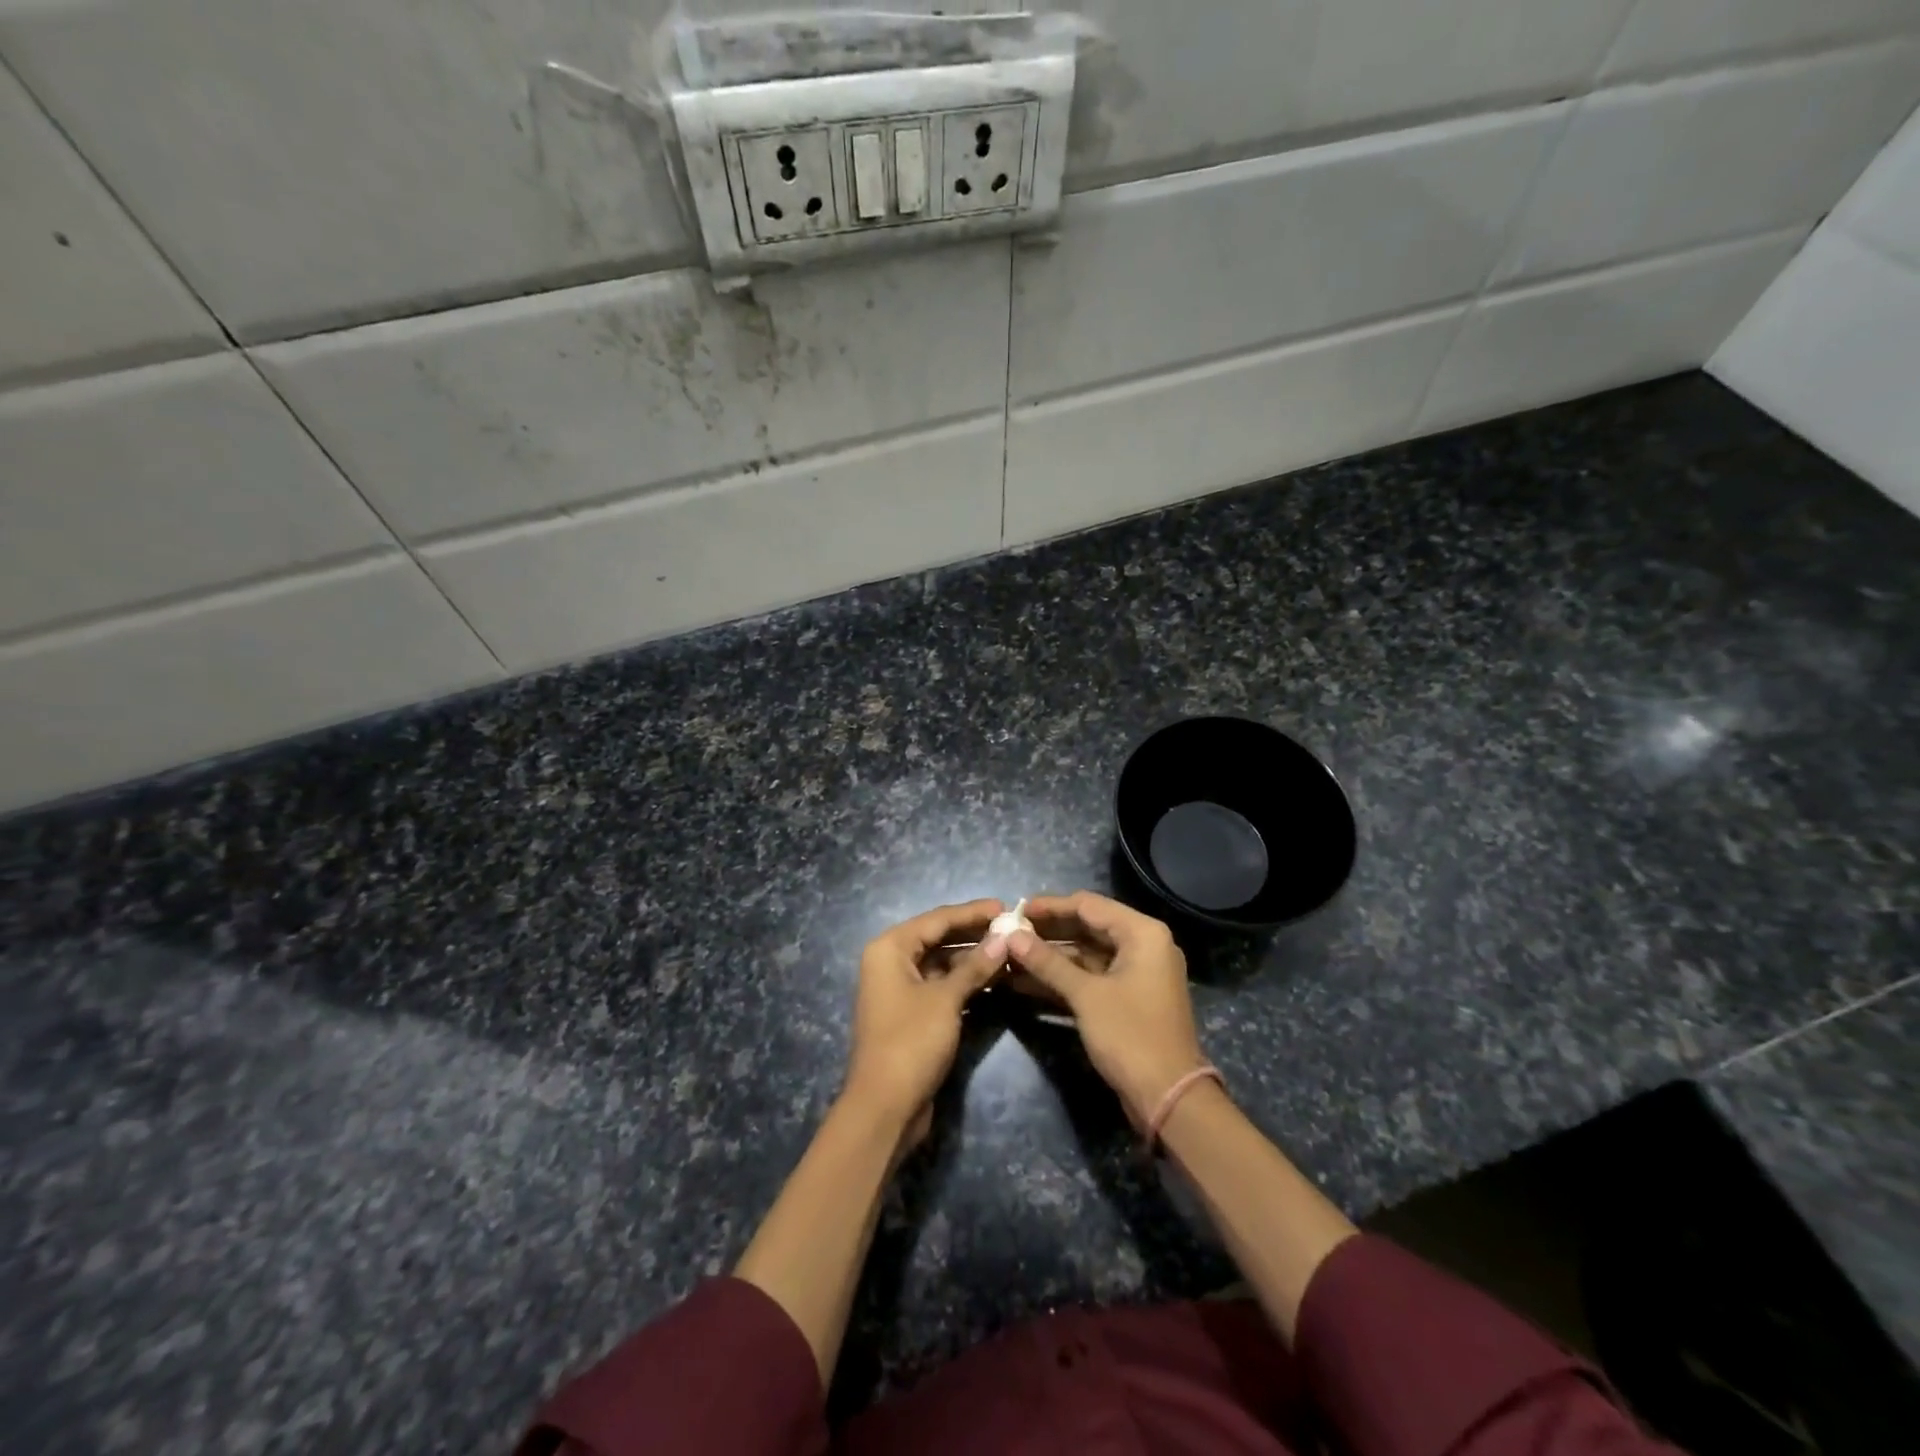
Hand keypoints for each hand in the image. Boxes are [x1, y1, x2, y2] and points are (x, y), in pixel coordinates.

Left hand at [843, 899, 1005, 1147]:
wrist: (884, 1107)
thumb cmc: (911, 1042)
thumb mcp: (946, 1000)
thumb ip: (974, 967)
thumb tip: (1004, 938)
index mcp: (890, 948)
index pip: (937, 919)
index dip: (972, 912)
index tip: (1005, 906)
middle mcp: (891, 962)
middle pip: (938, 938)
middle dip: (974, 935)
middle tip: (1012, 928)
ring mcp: (900, 989)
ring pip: (942, 963)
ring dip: (973, 960)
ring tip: (1010, 952)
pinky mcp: (912, 1013)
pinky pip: (942, 986)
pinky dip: (965, 982)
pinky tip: (996, 980)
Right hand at [1008, 892, 1208, 1128]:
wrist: (1169, 1098)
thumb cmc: (1130, 1035)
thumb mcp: (1086, 995)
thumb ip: (1047, 962)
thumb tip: (1011, 937)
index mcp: (1142, 933)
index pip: (1089, 905)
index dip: (1051, 906)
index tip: (1016, 909)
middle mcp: (1143, 946)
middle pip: (1088, 927)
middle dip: (1048, 933)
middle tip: (1009, 933)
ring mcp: (1136, 974)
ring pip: (1086, 955)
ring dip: (1051, 958)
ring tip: (1010, 957)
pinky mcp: (1128, 999)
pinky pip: (1091, 977)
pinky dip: (1063, 979)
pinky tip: (1025, 982)